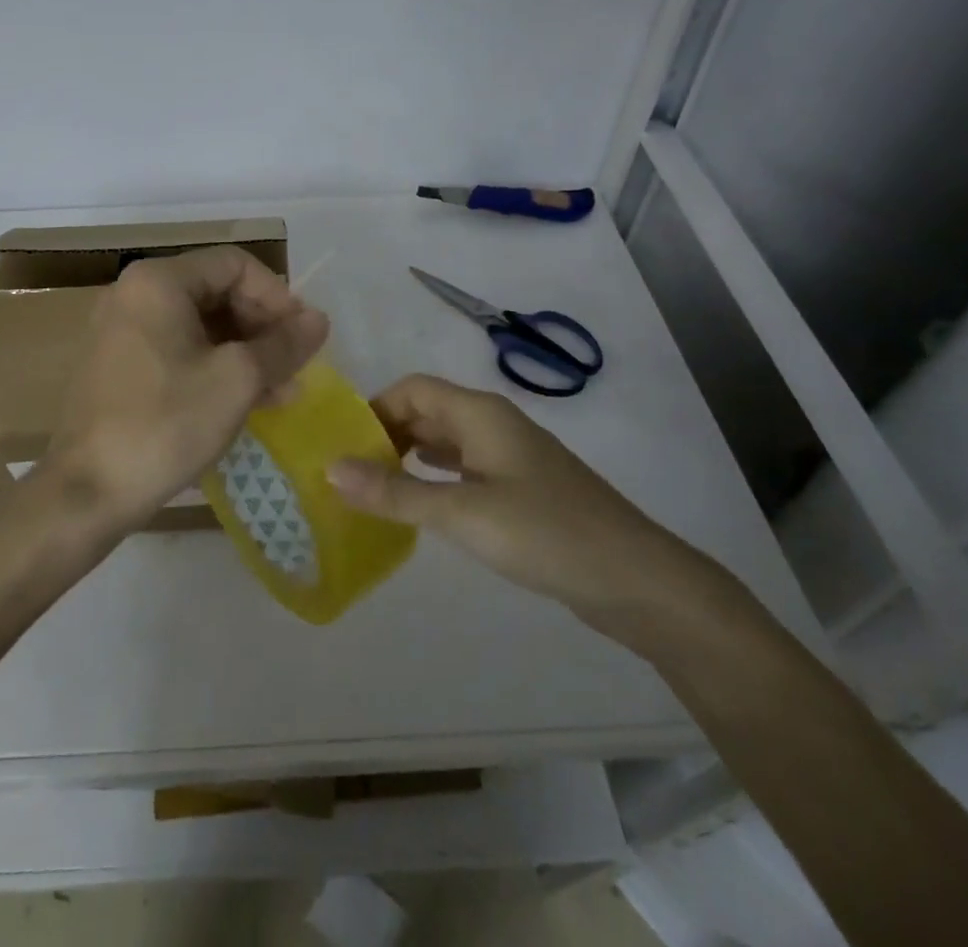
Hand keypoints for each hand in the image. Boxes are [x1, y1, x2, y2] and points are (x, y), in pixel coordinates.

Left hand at [39, 247, 329, 535]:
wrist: (86, 492)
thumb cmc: (165, 424)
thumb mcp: (237, 380)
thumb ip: (283, 344)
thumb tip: (319, 319)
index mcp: (159, 281)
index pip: (235, 265)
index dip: (277, 296)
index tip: (301, 336)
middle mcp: (134, 293)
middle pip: (217, 291)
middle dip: (262, 327)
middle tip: (294, 366)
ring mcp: (122, 329)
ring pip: (200, 324)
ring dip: (244, 352)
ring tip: (280, 391)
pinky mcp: (118, 364)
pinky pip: (178, 349)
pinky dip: (214, 366)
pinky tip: (245, 400)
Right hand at [328, 375, 724, 649]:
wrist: (637, 580)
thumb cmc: (546, 533)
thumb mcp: (463, 513)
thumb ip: (395, 492)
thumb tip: (330, 468)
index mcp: (480, 413)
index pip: (412, 388)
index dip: (374, 407)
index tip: (342, 444)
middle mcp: (493, 425)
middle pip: (427, 412)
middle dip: (386, 435)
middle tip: (348, 472)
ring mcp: (510, 458)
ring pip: (445, 442)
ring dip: (408, 458)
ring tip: (371, 489)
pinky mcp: (521, 490)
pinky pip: (464, 470)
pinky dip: (434, 479)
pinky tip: (418, 506)